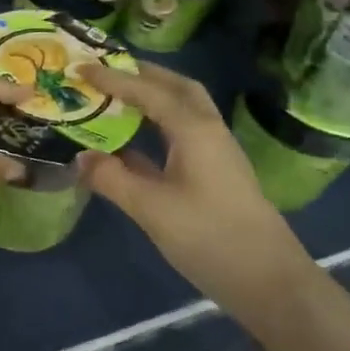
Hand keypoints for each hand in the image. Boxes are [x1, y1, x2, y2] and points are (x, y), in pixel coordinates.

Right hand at [74, 61, 312, 314]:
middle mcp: (208, 130)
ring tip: (115, 97)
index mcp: (194, 129)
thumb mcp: (151, 209)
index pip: (147, 91)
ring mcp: (215, 152)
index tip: (81, 68)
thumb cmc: (210, 237)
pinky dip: (156, 126)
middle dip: (142, 74)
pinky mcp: (216, 174)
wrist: (270, 283)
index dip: (112, 79)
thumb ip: (112, 179)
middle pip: (176, 87)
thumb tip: (79, 158)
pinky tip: (130, 143)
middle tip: (106, 71)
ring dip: (151, 96)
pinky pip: (181, 133)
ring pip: (182, 109)